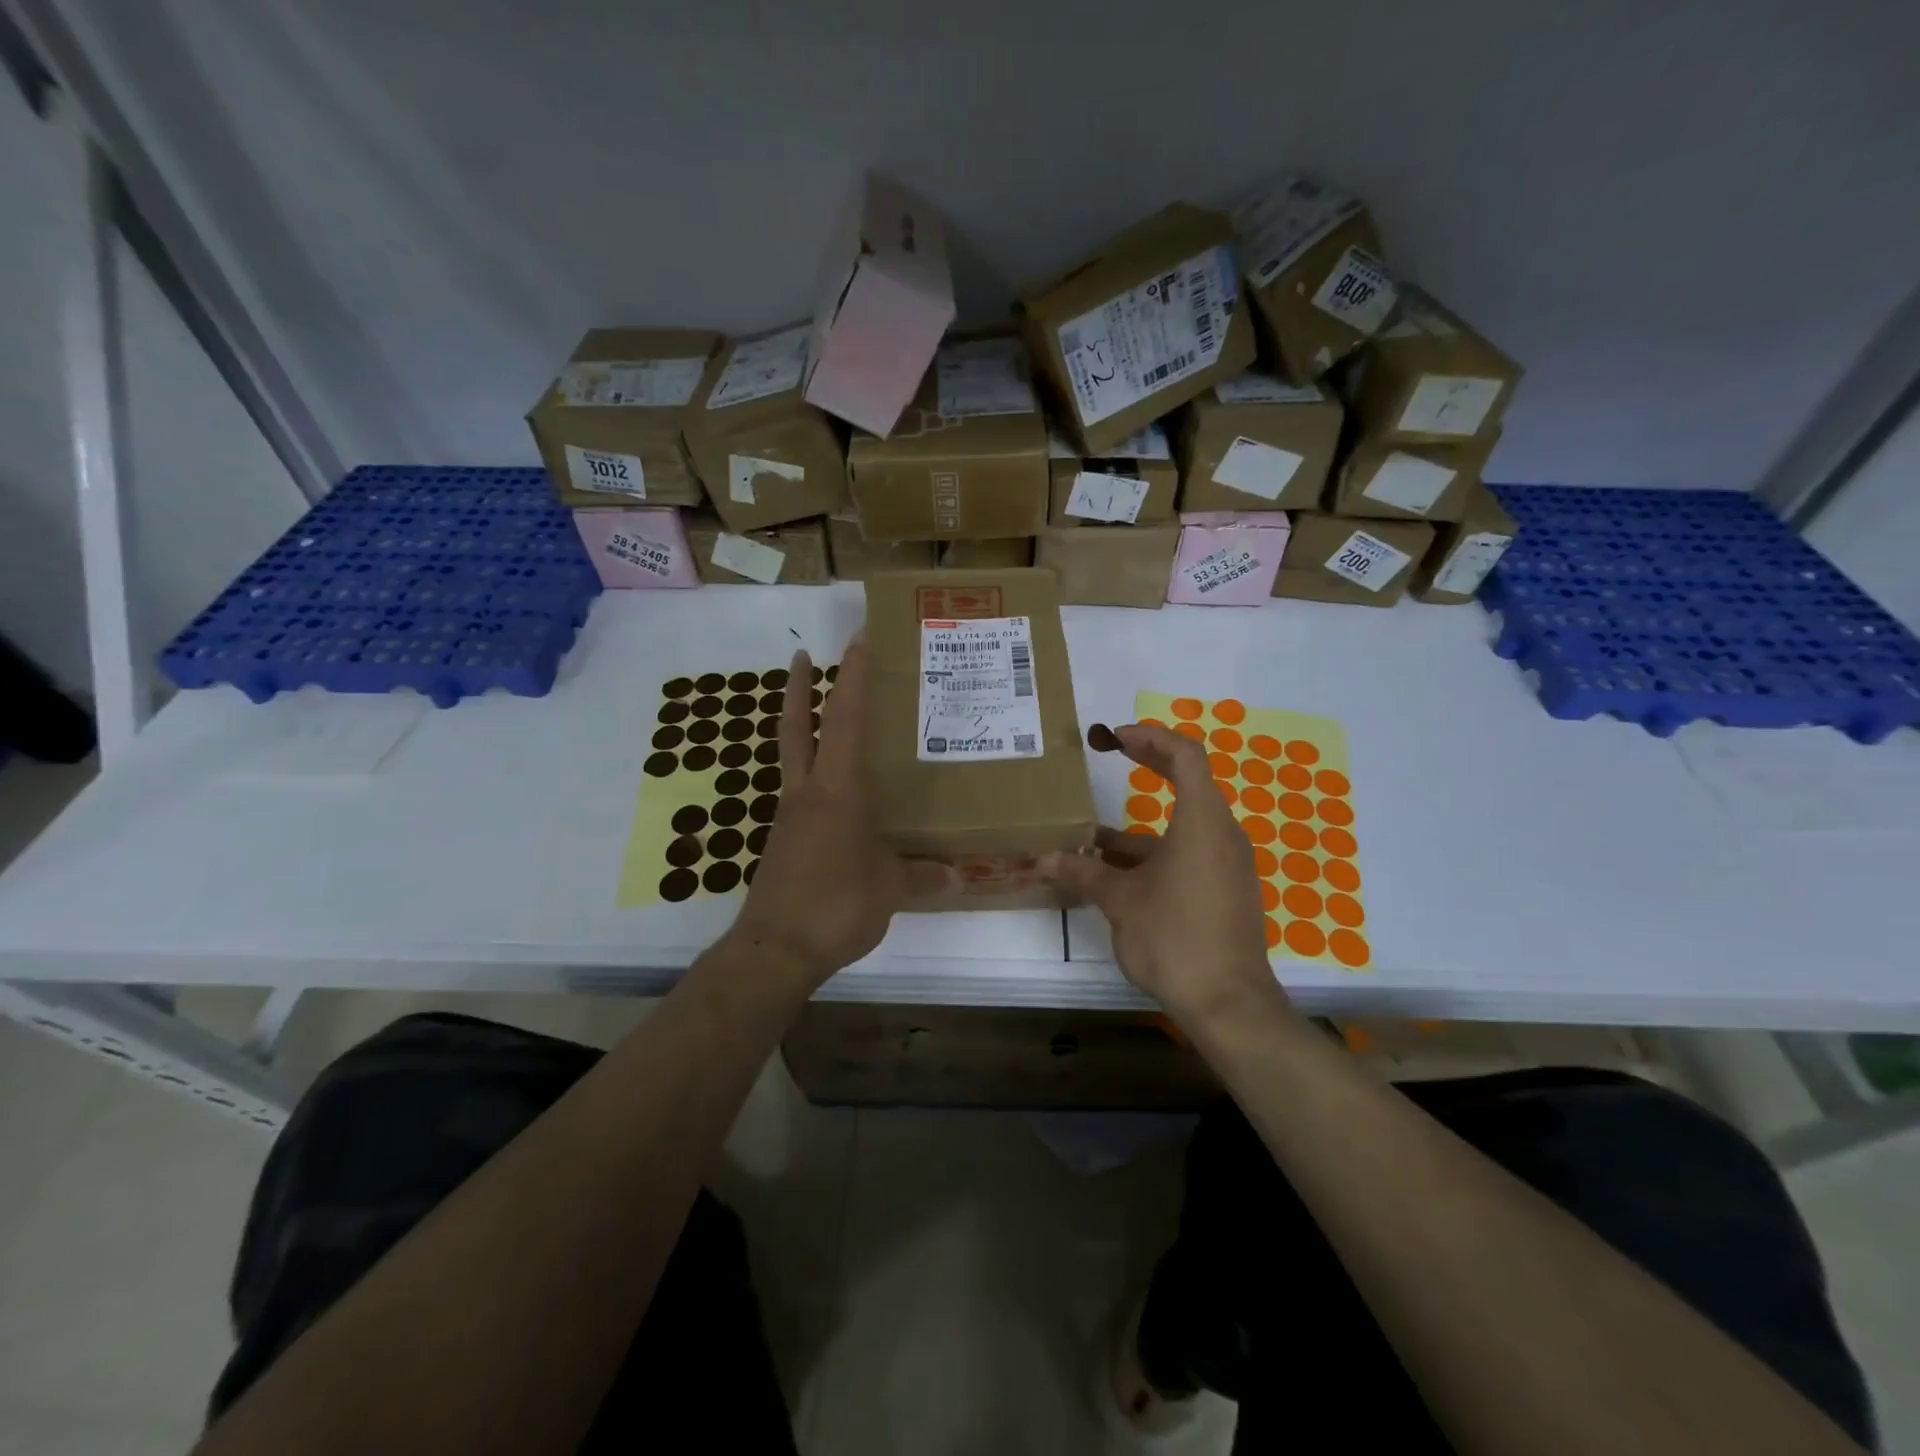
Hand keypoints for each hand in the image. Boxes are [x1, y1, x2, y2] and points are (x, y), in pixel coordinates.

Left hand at [727, 638, 949, 988]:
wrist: (776, 949)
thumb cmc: (836, 904)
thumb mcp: (890, 889)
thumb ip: (923, 877)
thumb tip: (957, 875)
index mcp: (837, 790)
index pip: (843, 719)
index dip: (851, 676)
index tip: (858, 639)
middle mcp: (807, 793)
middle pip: (795, 726)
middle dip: (798, 687)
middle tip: (802, 654)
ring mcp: (789, 817)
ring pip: (792, 757)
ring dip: (800, 727)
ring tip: (822, 715)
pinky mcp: (783, 842)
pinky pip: (799, 794)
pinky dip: (811, 776)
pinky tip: (833, 794)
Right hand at [1042, 722, 1281, 1027]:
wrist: (1227, 1003)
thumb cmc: (1174, 937)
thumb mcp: (1120, 900)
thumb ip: (1083, 872)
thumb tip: (1045, 859)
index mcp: (1202, 822)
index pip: (1186, 756)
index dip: (1151, 738)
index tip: (1116, 737)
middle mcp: (1221, 835)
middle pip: (1188, 782)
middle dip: (1148, 765)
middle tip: (1113, 751)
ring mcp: (1226, 864)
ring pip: (1180, 827)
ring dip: (1137, 827)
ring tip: (1089, 838)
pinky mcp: (1224, 890)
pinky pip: (1187, 855)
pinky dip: (1152, 854)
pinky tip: (1114, 876)